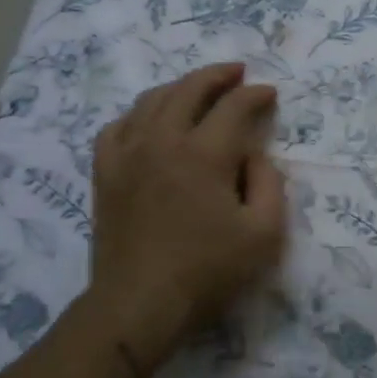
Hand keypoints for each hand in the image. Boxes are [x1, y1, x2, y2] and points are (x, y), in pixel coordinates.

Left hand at [83, 64, 287, 358]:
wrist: (138, 304)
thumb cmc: (208, 271)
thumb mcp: (264, 232)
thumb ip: (270, 183)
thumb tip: (254, 156)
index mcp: (204, 154)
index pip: (235, 106)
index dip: (256, 94)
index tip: (271, 94)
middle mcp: (163, 141)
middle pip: (190, 88)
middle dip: (218, 75)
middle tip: (238, 73)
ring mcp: (128, 154)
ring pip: (152, 100)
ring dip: (181, 87)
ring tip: (200, 89)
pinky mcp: (106, 173)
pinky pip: (118, 125)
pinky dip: (139, 114)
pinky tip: (150, 120)